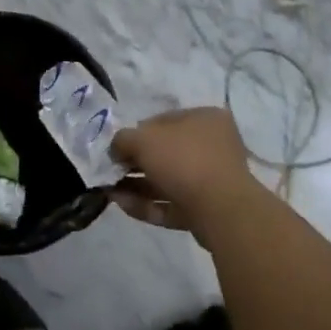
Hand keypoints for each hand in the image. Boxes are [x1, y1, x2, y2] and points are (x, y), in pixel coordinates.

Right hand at [110, 108, 260, 236]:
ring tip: (109, 191)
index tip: (115, 148)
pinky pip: (172, 203)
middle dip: (134, 163)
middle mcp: (212, 146)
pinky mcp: (207, 209)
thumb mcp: (143, 139)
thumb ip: (123, 140)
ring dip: (136, 185)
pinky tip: (122, 205)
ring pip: (167, 180)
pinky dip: (148, 204)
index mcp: (205, 119)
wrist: (221, 210)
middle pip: (164, 153)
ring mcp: (212, 180)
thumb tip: (116, 149)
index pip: (163, 121)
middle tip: (110, 172)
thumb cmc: (183, 160)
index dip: (135, 133)